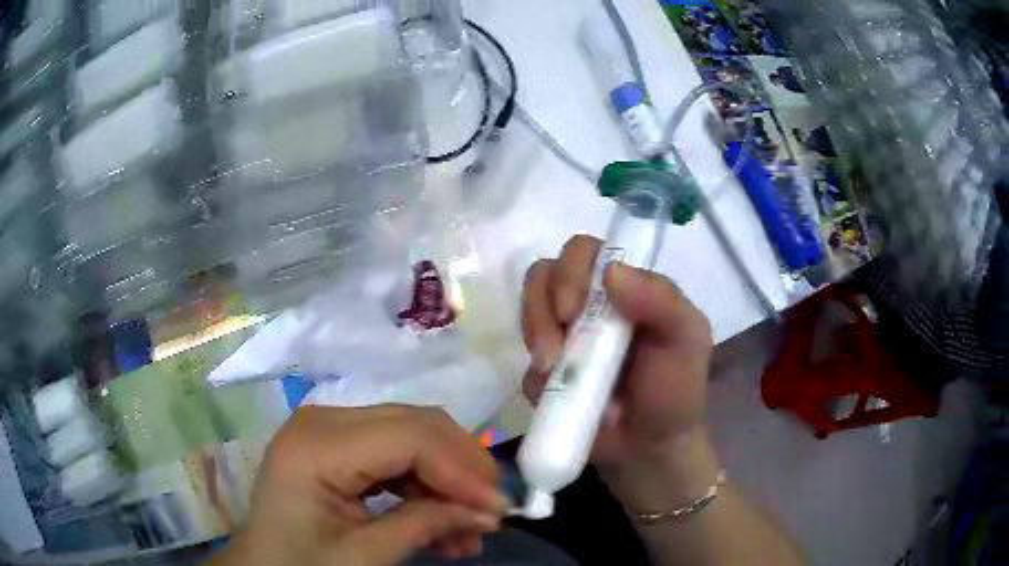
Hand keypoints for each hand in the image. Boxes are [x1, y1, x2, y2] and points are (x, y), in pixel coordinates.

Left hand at [214, 406, 508, 565]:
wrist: (264, 565)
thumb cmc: (301, 565)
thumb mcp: (363, 557)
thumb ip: (425, 526)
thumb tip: (489, 512)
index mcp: (315, 447)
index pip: (407, 437)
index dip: (461, 470)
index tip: (499, 507)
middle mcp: (322, 421)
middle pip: (413, 425)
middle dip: (462, 468)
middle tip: (493, 510)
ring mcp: (329, 428)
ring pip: (412, 435)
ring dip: (447, 480)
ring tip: (471, 528)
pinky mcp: (338, 443)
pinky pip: (396, 452)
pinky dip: (425, 484)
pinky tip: (443, 520)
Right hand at [522, 235, 716, 508]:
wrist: (648, 448)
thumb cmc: (674, 389)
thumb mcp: (686, 339)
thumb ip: (661, 299)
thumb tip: (611, 269)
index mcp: (625, 286)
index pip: (585, 252)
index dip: (572, 271)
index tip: (577, 308)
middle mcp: (589, 302)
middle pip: (545, 273)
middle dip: (544, 304)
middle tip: (559, 344)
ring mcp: (562, 334)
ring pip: (527, 307)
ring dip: (536, 334)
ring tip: (555, 370)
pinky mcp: (543, 369)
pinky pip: (523, 356)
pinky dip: (535, 371)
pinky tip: (555, 393)